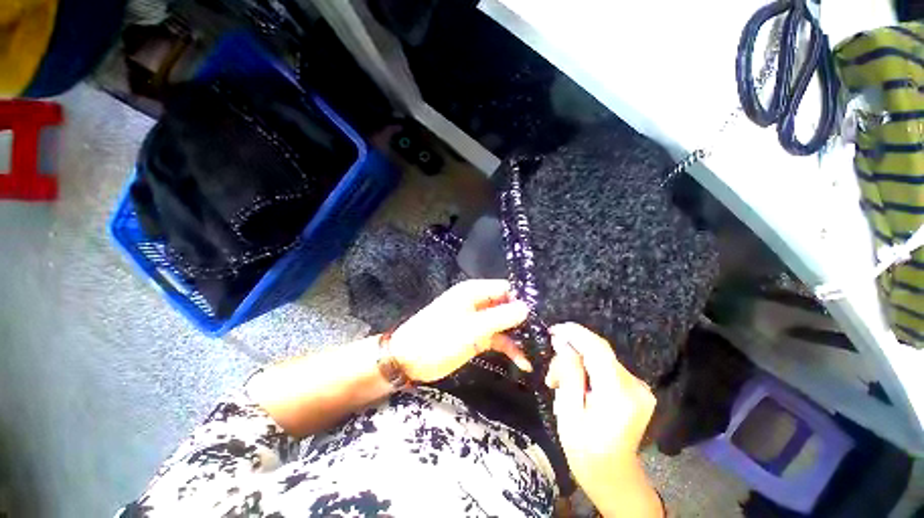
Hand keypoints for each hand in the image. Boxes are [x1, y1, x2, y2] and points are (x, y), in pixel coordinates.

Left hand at [388, 279, 531, 382]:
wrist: (408, 360)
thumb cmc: (438, 339)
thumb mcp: (472, 329)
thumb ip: (500, 318)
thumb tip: (527, 308)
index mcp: (474, 292)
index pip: (505, 289)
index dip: (522, 301)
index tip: (538, 319)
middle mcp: (478, 302)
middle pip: (507, 306)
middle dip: (523, 321)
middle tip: (542, 339)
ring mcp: (477, 320)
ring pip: (503, 323)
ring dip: (518, 337)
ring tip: (536, 352)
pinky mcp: (475, 336)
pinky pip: (496, 338)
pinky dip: (508, 348)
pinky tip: (522, 362)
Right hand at [546, 323, 661, 517]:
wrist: (614, 478)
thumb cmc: (586, 452)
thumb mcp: (569, 413)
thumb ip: (568, 374)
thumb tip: (562, 343)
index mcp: (619, 395)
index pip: (598, 349)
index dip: (575, 333)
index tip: (553, 330)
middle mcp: (636, 386)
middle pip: (597, 352)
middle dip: (570, 355)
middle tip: (551, 376)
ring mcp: (639, 388)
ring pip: (600, 359)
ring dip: (577, 365)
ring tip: (559, 384)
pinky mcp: (636, 390)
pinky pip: (606, 368)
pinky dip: (587, 371)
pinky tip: (576, 386)